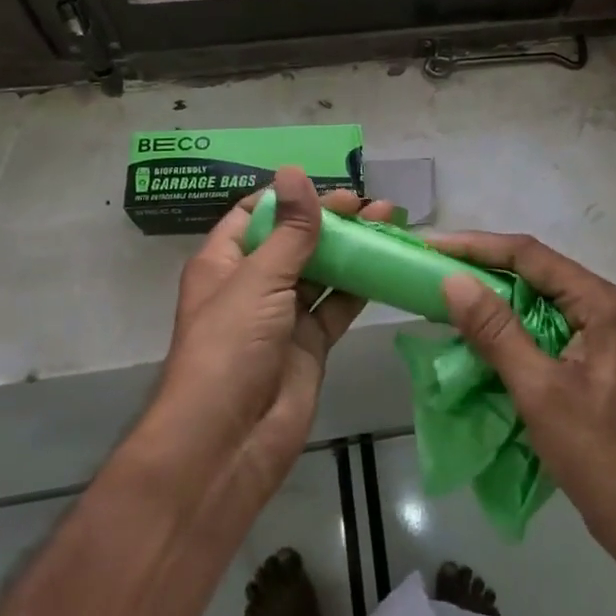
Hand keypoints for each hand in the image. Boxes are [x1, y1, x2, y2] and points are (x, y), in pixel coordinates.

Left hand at [146, 167, 393, 508]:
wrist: (228, 444)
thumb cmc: (230, 350)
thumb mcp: (259, 280)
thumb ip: (289, 229)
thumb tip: (294, 171)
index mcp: (225, 263)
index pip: (255, 214)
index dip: (289, 197)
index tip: (329, 186)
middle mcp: (253, 285)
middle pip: (294, 240)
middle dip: (331, 220)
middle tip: (373, 205)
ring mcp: (283, 316)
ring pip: (322, 271)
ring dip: (353, 248)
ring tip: (390, 224)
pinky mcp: (310, 344)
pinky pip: (338, 305)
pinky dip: (362, 285)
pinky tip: (389, 264)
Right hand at [437, 235, 615, 613]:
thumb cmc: (599, 454)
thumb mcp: (540, 391)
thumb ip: (496, 332)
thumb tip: (453, 281)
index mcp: (599, 303)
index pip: (530, 255)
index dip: (477, 246)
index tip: (431, 247)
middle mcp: (603, 308)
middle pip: (535, 272)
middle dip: (482, 268)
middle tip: (431, 268)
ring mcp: (599, 335)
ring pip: (537, 301)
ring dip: (493, 298)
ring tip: (445, 294)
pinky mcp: (591, 361)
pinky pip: (543, 329)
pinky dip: (509, 328)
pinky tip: (477, 335)